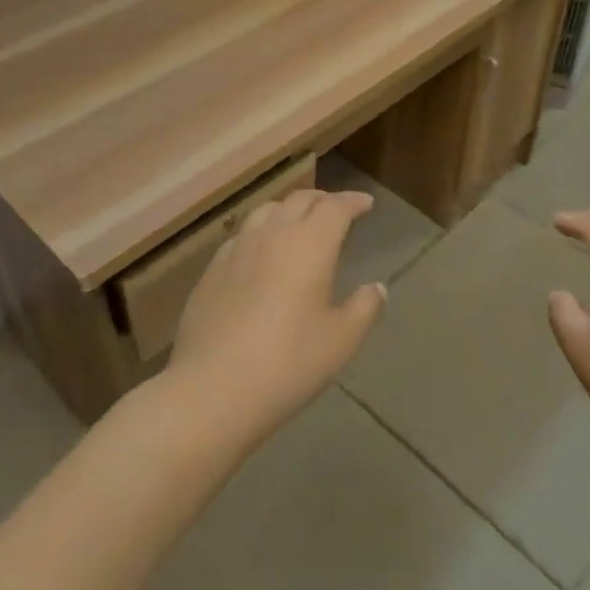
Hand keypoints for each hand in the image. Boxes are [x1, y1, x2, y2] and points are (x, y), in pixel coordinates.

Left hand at [168, 189, 385, 440]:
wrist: (212, 389)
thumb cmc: (288, 363)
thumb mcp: (341, 341)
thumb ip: (364, 308)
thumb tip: (377, 288)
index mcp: (310, 244)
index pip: (335, 207)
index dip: (353, 201)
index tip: (366, 203)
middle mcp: (272, 234)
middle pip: (299, 199)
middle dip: (322, 200)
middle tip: (337, 210)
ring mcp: (237, 249)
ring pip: (267, 210)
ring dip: (289, 209)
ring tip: (298, 224)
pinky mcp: (212, 270)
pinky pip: (242, 235)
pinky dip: (261, 231)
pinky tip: (261, 253)